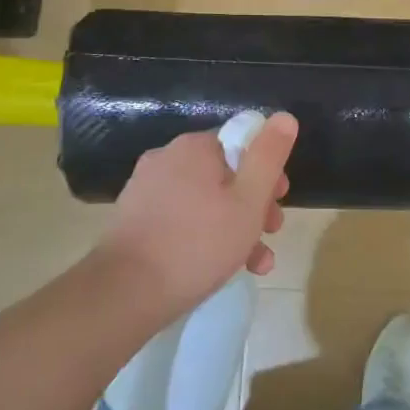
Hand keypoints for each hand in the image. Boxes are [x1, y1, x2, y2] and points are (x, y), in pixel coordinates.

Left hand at [100, 113, 297, 318]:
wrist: (124, 292)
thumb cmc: (198, 243)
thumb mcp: (249, 200)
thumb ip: (269, 156)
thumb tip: (285, 116)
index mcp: (194, 147)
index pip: (241, 142)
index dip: (267, 169)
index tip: (280, 199)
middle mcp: (167, 158)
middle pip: (224, 173)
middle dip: (254, 203)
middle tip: (271, 232)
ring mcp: (146, 189)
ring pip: (205, 200)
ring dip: (235, 226)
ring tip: (256, 264)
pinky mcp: (135, 219)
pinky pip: (181, 218)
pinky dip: (204, 236)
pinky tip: (221, 268)